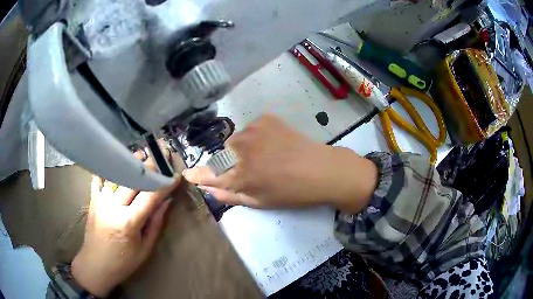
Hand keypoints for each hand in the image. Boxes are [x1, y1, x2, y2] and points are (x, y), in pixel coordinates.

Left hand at [71, 165, 180, 296]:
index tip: (175, 175)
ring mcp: (101, 200)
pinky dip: (108, 169)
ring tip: (141, 155)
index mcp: (129, 222)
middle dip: (149, 167)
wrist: (95, 265)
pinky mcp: (93, 199)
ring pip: (117, 174)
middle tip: (161, 157)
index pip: (150, 196)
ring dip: (130, 163)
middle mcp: (113, 206)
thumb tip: (166, 202)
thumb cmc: (123, 262)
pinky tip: (116, 163)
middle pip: (133, 179)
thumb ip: (155, 223)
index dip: (164, 184)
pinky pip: (99, 178)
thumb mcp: (145, 249)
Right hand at [183, 114, 377, 210]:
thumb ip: (231, 196)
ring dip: (241, 149)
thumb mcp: (260, 202)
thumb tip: (209, 190)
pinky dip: (255, 137)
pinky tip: (271, 144)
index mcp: (240, 175)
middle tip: (248, 169)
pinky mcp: (266, 119)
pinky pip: (250, 129)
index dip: (198, 175)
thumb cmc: (292, 192)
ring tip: (263, 156)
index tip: (188, 174)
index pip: (209, 174)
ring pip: (235, 140)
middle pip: (221, 155)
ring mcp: (254, 130)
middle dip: (227, 163)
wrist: (322, 169)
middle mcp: (241, 149)